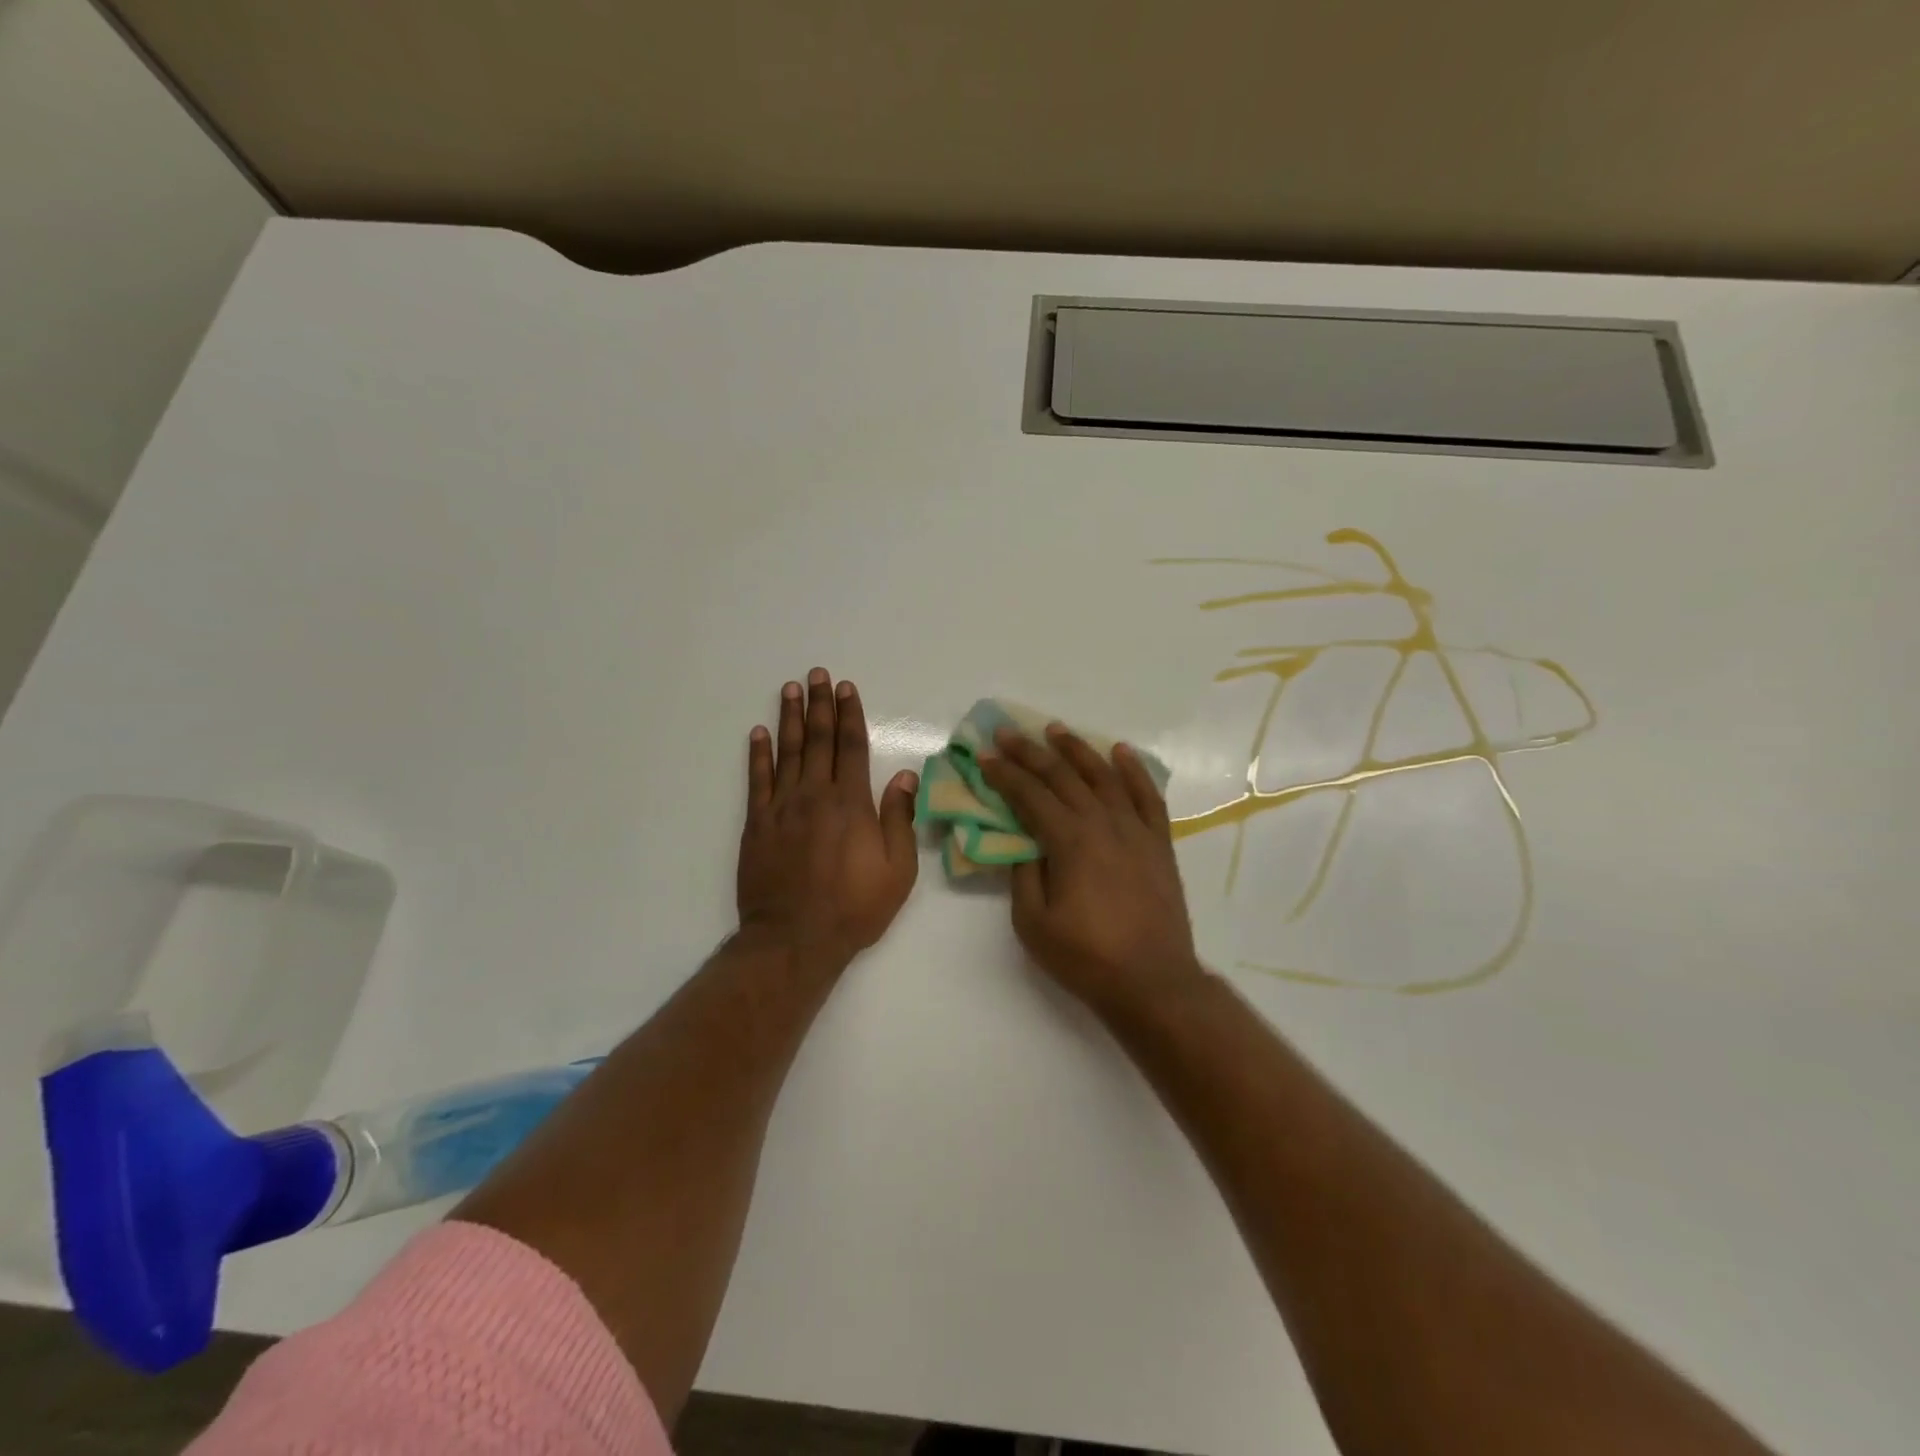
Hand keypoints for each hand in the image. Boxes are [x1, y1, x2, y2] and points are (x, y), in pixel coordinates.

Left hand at [738, 668, 919, 967]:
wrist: (794, 939)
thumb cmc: (854, 908)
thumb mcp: (897, 870)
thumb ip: (899, 819)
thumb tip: (903, 776)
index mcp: (852, 804)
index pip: (851, 747)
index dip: (850, 715)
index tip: (847, 688)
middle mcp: (815, 795)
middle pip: (818, 741)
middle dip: (820, 705)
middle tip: (817, 674)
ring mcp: (782, 808)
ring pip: (787, 752)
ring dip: (790, 718)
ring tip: (790, 689)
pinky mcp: (757, 824)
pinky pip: (757, 780)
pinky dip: (758, 754)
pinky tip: (759, 733)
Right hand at [979, 724, 1206, 1014]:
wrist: (1153, 981)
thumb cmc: (1086, 957)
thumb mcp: (1033, 924)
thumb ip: (1024, 876)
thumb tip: (1023, 843)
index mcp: (1070, 841)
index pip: (1030, 795)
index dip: (1004, 773)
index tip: (985, 754)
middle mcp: (1103, 824)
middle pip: (1063, 777)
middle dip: (1031, 752)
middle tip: (1008, 732)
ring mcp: (1136, 830)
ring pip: (1104, 777)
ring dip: (1078, 750)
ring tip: (1056, 730)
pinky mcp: (1159, 843)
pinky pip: (1148, 796)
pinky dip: (1134, 771)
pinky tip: (1121, 752)